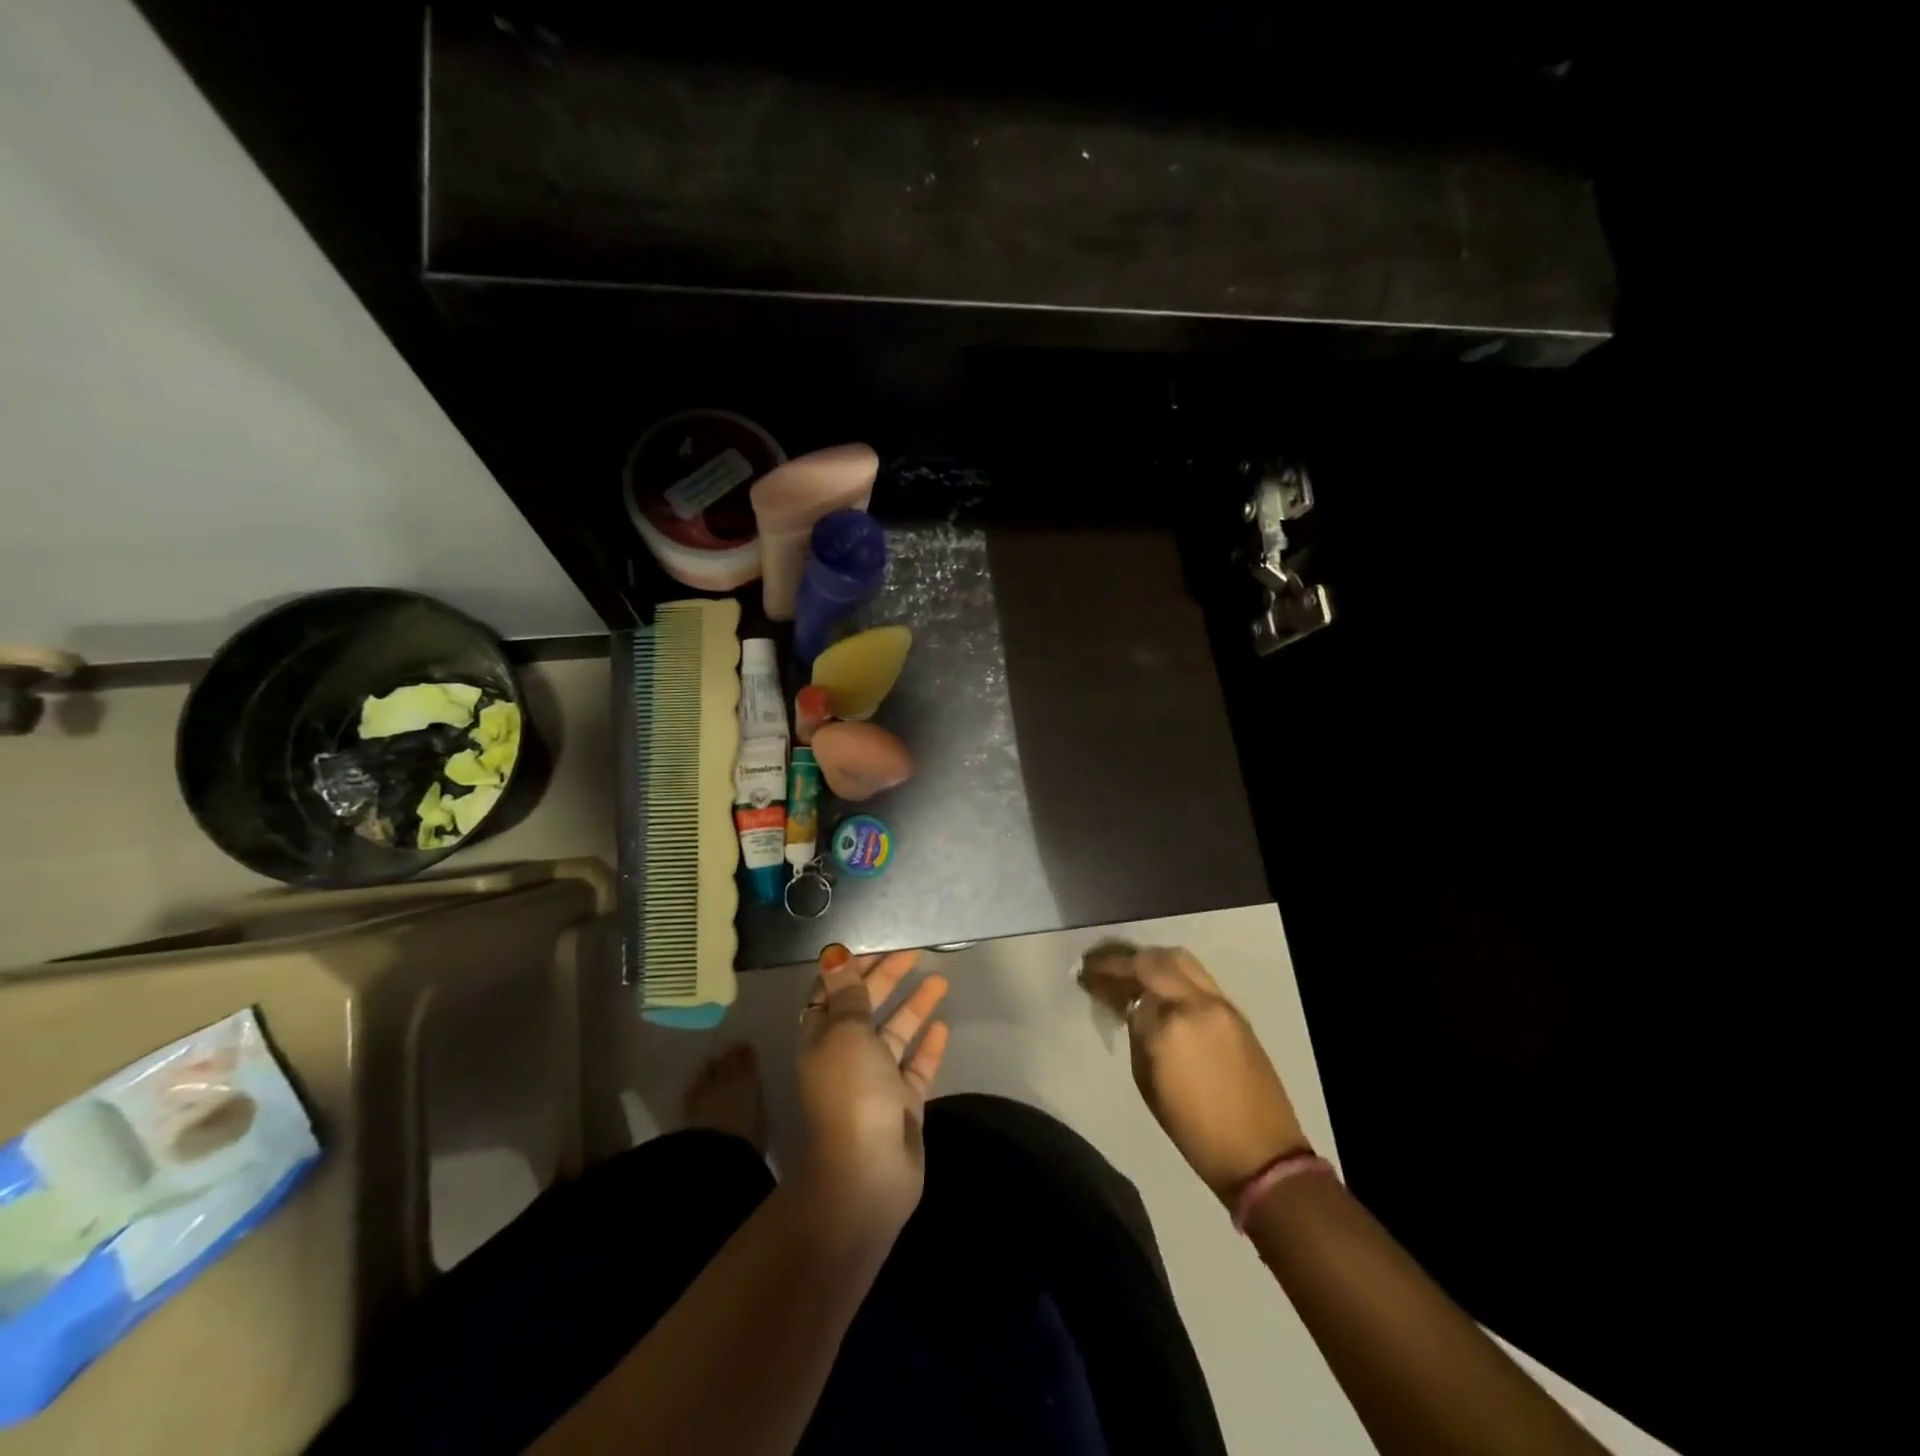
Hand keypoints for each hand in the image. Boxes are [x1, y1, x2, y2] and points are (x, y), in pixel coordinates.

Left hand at [795, 947, 950, 1237]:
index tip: (877, 943)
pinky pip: (915, 1067)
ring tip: (940, 980)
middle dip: (887, 978)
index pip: (832, 992)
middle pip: (866, 1008)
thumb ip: (847, 992)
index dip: (851, 967)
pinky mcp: (902, 1105)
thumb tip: (833, 952)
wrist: (867, 1176)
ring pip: (895, 1034)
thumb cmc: (851, 1092)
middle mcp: (845, 1056)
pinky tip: (943, 1026)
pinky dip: (927, 1047)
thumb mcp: (846, 1032)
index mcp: (821, 1038)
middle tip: (915, 952)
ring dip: (913, 1006)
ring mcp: (875, 1082)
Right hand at [1094, 945, 1306, 1204]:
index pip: (1129, 987)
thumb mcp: (1147, 1082)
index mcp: (1168, 1027)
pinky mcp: (1236, 1010)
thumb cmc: (1194, 1128)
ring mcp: (1220, 1003)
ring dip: (1151, 960)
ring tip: (1131, 970)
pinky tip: (1160, 986)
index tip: (1086, 977)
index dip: (1104, 980)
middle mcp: (1195, 1004)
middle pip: (1154, 960)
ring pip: (1180, 959)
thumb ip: (1137, 1035)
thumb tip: (1131, 1008)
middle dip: (1124, 959)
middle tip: (1103, 965)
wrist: (1260, 1153)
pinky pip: (1198, 977)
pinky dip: (1174, 973)